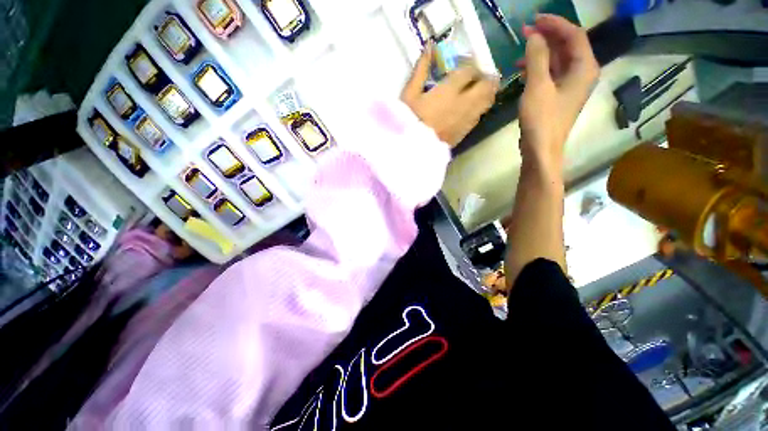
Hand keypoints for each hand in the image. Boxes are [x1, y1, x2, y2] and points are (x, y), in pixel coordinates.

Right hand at [401, 44, 499, 146]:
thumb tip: (429, 47)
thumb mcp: (409, 94)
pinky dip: (480, 108)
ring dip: (486, 92)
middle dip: (486, 77)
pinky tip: (470, 108)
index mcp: (449, 91)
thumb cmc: (409, 121)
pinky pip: (479, 116)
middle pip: (487, 85)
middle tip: (477, 76)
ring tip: (478, 90)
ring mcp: (466, 119)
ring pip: (488, 101)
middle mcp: (464, 103)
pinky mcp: (465, 132)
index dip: (469, 65)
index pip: (469, 71)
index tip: (464, 65)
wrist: (413, 149)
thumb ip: (420, 70)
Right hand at [517, 14, 598, 165]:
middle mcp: (581, 73)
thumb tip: (534, 36)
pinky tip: (524, 69)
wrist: (541, 148)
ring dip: (541, 52)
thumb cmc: (542, 119)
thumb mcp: (538, 86)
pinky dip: (539, 68)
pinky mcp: (559, 95)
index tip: (534, 20)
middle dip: (547, 36)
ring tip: (522, 50)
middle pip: (567, 46)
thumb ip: (537, 58)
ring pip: (558, 60)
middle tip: (525, 32)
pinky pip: (552, 74)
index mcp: (584, 67)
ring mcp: (570, 85)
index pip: (574, 35)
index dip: (555, 24)